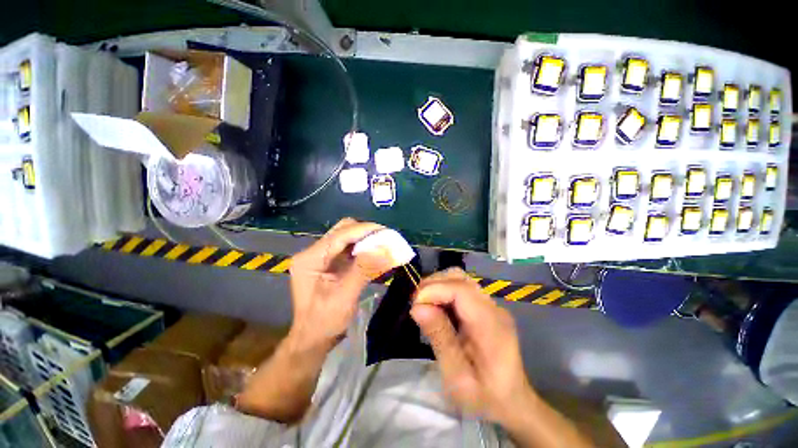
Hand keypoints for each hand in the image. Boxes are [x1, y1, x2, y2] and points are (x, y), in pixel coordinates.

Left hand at [288, 218, 386, 351]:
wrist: (313, 339)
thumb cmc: (324, 322)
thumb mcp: (344, 296)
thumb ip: (364, 270)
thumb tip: (386, 248)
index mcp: (310, 259)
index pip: (340, 235)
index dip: (365, 230)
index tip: (387, 232)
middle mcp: (314, 252)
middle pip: (343, 230)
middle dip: (366, 232)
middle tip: (386, 239)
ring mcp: (321, 256)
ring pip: (347, 237)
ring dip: (366, 239)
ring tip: (384, 244)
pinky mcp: (329, 262)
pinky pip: (349, 248)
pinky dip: (363, 248)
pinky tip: (375, 253)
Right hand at [410, 268, 533, 424]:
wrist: (513, 401)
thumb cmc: (485, 396)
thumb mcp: (457, 377)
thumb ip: (439, 338)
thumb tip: (417, 307)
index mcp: (491, 325)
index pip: (461, 289)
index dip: (434, 289)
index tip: (414, 304)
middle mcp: (493, 308)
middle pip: (460, 278)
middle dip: (433, 284)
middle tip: (416, 303)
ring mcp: (491, 305)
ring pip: (459, 279)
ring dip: (437, 286)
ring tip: (424, 305)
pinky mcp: (486, 306)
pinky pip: (461, 288)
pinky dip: (444, 291)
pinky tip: (437, 308)